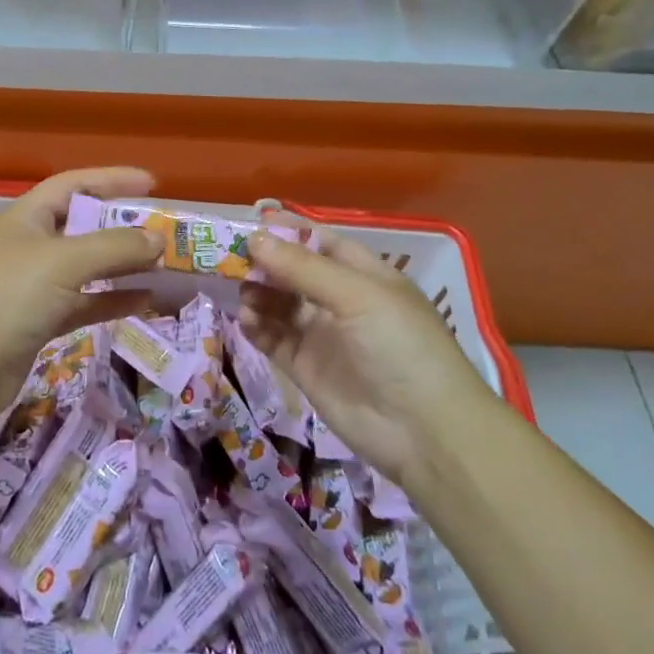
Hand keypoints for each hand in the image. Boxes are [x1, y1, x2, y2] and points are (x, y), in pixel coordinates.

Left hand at [0, 167, 162, 410]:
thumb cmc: (11, 297)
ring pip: (87, 266)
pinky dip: (112, 299)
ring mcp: (34, 284)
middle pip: (83, 225)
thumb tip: (158, 239)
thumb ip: (115, 247)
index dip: (111, 179)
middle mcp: (29, 245)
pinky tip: (145, 302)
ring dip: (122, 264)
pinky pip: (84, 301)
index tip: (151, 183)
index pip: (73, 184)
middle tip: (163, 228)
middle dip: (122, 227)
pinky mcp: (40, 320)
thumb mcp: (65, 262)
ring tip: (162, 264)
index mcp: (26, 217)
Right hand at [240, 217, 491, 489]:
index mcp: (363, 275)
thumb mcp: (357, 296)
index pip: (319, 241)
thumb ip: (303, 268)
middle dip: (263, 263)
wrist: (425, 432)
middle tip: (228, 257)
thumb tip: (255, 238)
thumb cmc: (401, 347)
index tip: (250, 221)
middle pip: (292, 272)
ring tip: (241, 293)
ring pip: (278, 304)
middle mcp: (340, 300)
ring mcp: (321, 335)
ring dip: (257, 294)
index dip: (287, 231)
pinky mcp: (304, 367)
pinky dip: (256, 327)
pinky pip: (272, 338)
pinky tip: (245, 320)